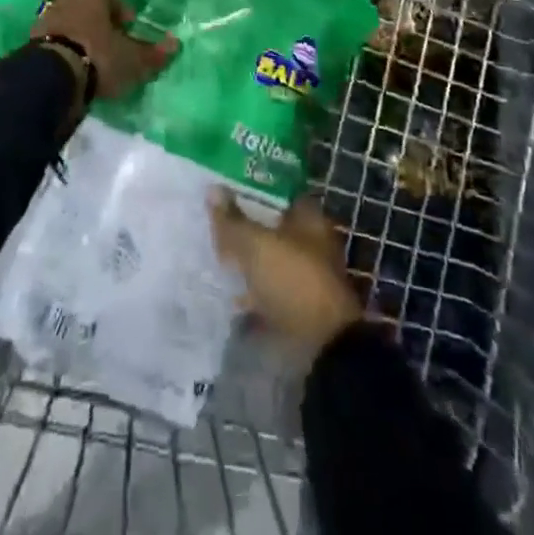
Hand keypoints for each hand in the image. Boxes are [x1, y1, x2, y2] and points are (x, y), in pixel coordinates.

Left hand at [32, 0, 176, 100]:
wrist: (51, 77)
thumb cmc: (99, 57)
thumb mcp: (134, 59)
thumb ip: (155, 52)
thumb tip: (176, 43)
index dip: (124, 16)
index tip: (129, 34)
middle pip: (89, 7)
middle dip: (100, 24)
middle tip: (111, 46)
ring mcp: (47, 16)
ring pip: (70, 22)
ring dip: (80, 36)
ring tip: (91, 60)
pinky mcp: (30, 38)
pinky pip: (54, 39)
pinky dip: (64, 49)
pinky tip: (72, 68)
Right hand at [209, 191, 363, 360]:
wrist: (321, 347)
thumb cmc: (293, 280)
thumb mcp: (256, 246)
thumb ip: (233, 220)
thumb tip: (212, 189)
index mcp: (310, 219)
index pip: (278, 193)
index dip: (253, 188)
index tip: (225, 187)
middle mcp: (311, 242)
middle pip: (272, 226)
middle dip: (246, 224)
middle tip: (214, 219)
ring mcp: (304, 275)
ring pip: (268, 257)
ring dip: (246, 257)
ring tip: (213, 252)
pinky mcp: (296, 305)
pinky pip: (266, 288)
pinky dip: (249, 288)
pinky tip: (226, 289)